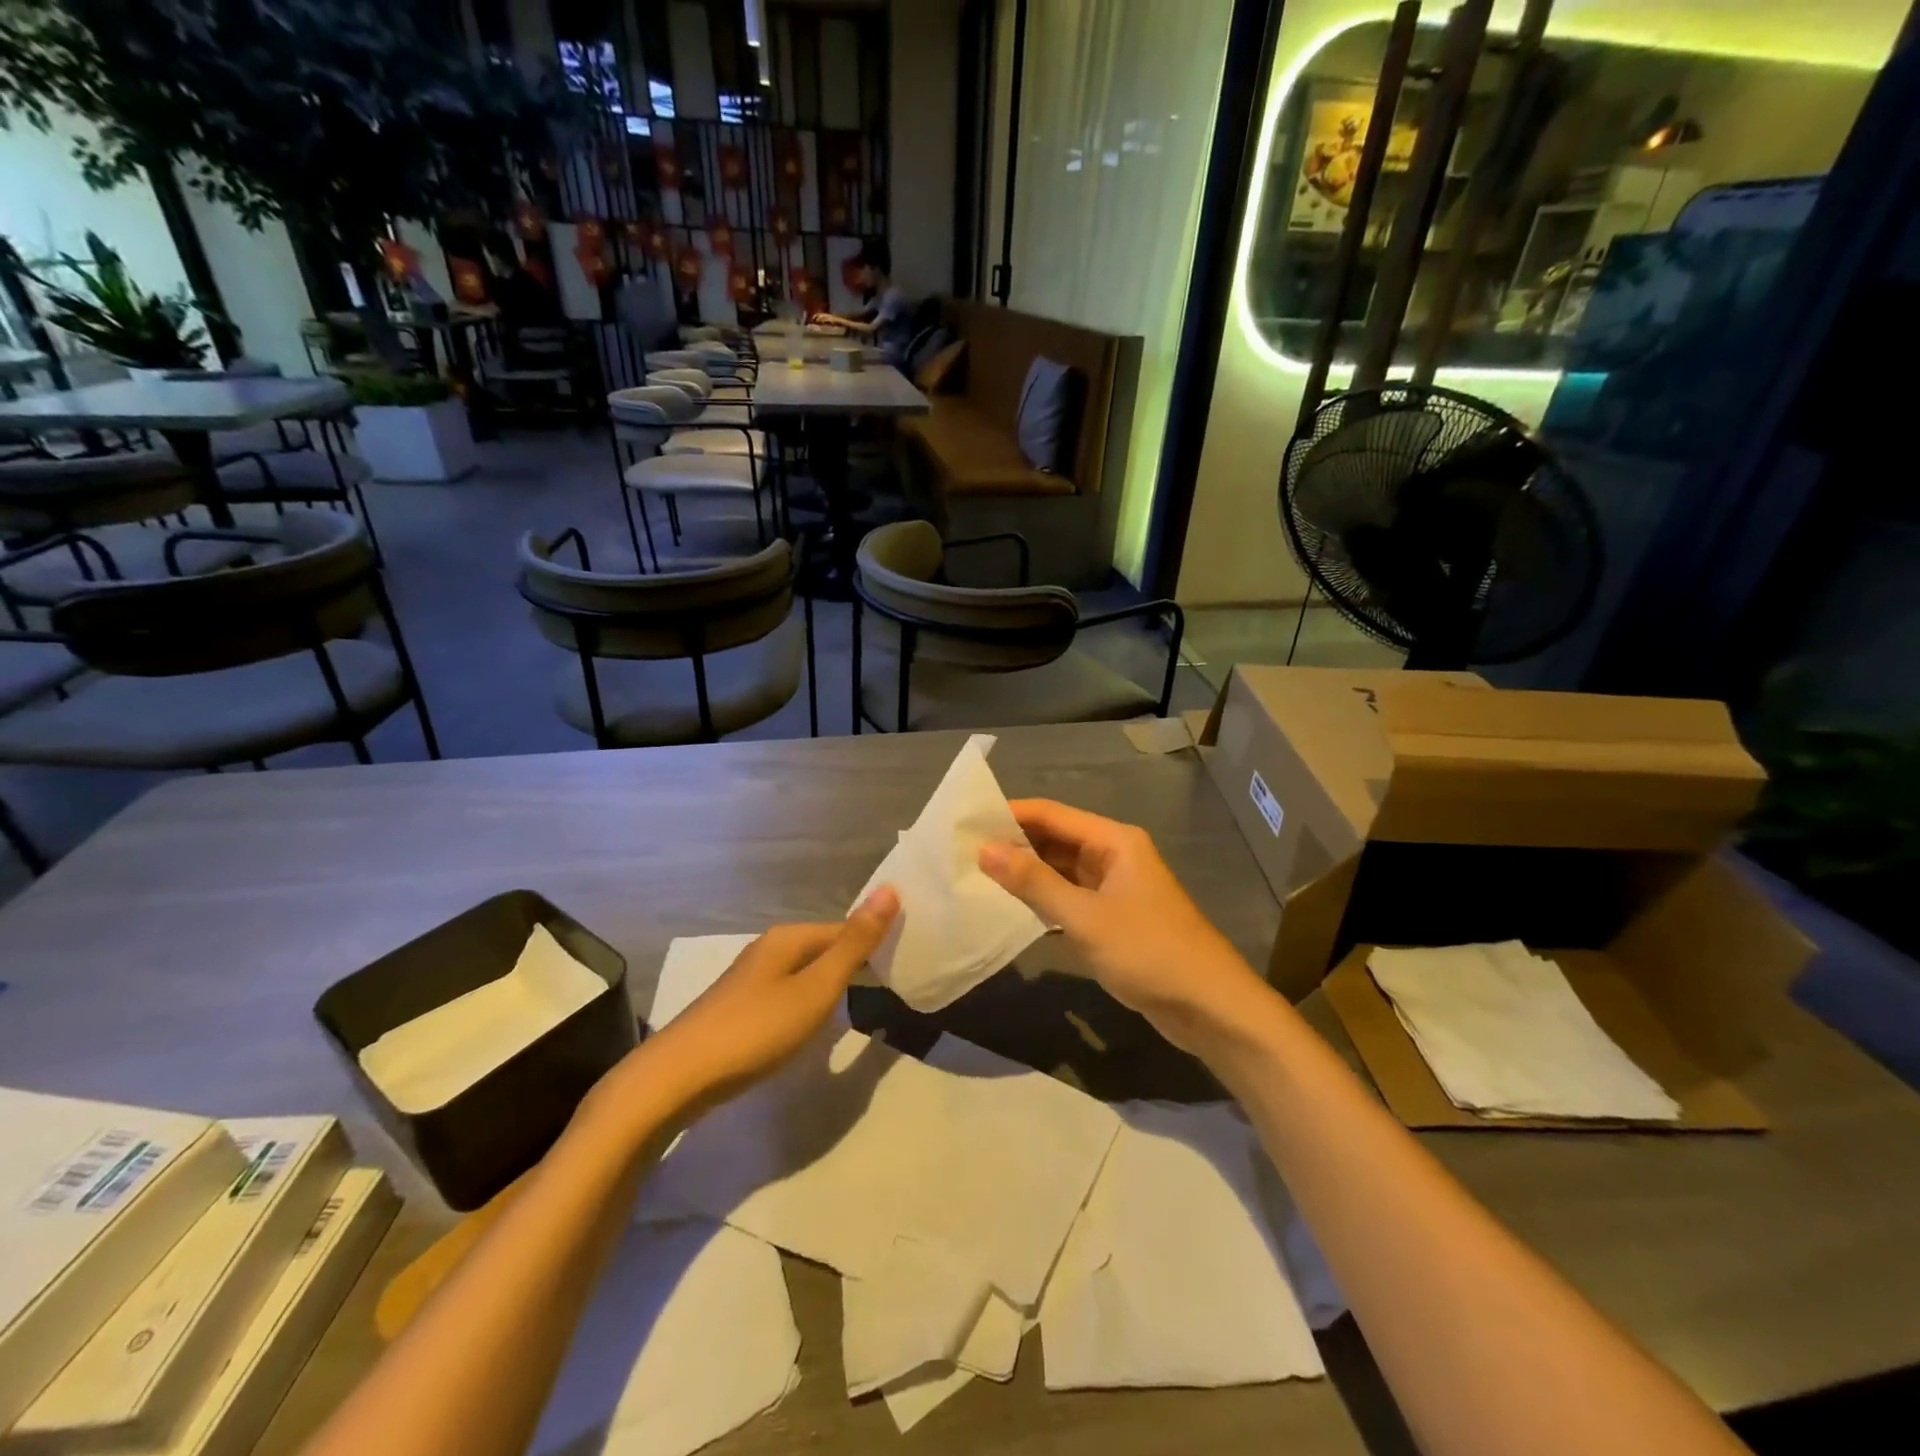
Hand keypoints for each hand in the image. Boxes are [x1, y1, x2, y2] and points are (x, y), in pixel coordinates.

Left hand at [619, 888, 899, 1116]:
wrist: (677, 1078)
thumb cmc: (756, 1029)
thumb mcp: (816, 988)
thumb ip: (854, 944)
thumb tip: (890, 889)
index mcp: (788, 938)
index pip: (845, 928)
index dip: (875, 940)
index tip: (904, 961)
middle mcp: (768, 949)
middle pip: (823, 947)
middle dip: (855, 961)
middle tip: (892, 984)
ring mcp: (750, 979)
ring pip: (805, 971)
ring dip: (832, 983)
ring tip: (862, 1004)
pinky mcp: (739, 1008)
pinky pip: (788, 993)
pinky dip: (809, 1002)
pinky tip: (814, 1023)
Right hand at [979, 801, 1267, 1053]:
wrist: (1210, 1007)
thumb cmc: (1149, 952)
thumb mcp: (1085, 917)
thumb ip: (1034, 882)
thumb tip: (985, 849)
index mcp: (1114, 841)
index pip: (1052, 814)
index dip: (1009, 815)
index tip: (966, 823)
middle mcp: (1114, 855)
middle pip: (1056, 839)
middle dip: (1014, 844)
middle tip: (962, 851)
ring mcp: (1115, 887)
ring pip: (1061, 869)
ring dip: (1026, 872)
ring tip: (976, 875)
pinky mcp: (1114, 917)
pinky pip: (1070, 897)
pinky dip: (1043, 899)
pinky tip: (1010, 907)